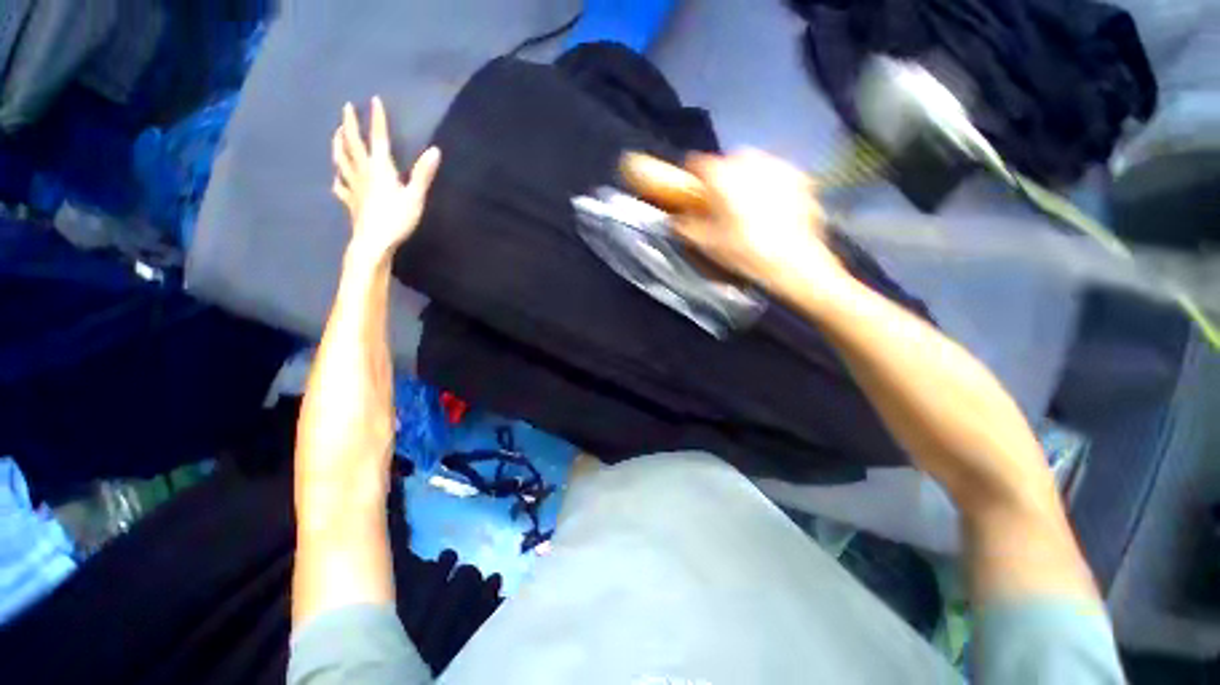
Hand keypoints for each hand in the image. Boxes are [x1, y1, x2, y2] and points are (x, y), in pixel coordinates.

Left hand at [332, 96, 440, 263]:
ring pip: (342, 160)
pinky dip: (338, 178)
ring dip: (338, 144)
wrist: (373, 242)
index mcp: (380, 169)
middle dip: (349, 124)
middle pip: (352, 144)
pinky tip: (337, 177)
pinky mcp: (351, 202)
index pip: (378, 139)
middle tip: (346, 108)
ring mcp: (354, 187)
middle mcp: (363, 173)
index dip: (377, 120)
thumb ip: (423, 174)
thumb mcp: (415, 197)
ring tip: (336, 134)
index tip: (374, 100)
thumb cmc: (397, 220)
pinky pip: (341, 186)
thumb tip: (435, 150)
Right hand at [624, 149, 846, 296]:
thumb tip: (675, 219)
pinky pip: (776, 174)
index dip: (690, 176)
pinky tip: (771, 207)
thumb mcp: (706, 244)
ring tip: (747, 204)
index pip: (696, 163)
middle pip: (727, 161)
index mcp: (721, 176)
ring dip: (745, 178)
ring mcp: (778, 166)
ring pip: (753, 164)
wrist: (793, 262)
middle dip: (721, 177)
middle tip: (721, 202)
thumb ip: (685, 227)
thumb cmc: (743, 252)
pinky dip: (769, 184)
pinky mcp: (800, 177)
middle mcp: (749, 161)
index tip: (691, 191)